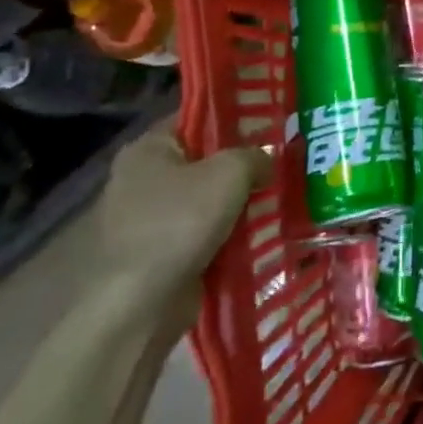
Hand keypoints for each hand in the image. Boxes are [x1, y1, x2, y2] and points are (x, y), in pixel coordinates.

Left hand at [96, 114, 266, 299]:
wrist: (138, 306)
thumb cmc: (178, 223)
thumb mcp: (229, 173)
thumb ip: (255, 155)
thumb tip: (267, 160)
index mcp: (148, 149)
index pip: (197, 119)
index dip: (234, 117)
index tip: (272, 123)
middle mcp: (143, 179)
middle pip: (205, 161)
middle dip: (244, 166)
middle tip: (284, 162)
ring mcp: (149, 220)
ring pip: (208, 201)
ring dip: (240, 204)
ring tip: (282, 197)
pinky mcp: (160, 255)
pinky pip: (205, 234)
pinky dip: (230, 235)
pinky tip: (263, 233)